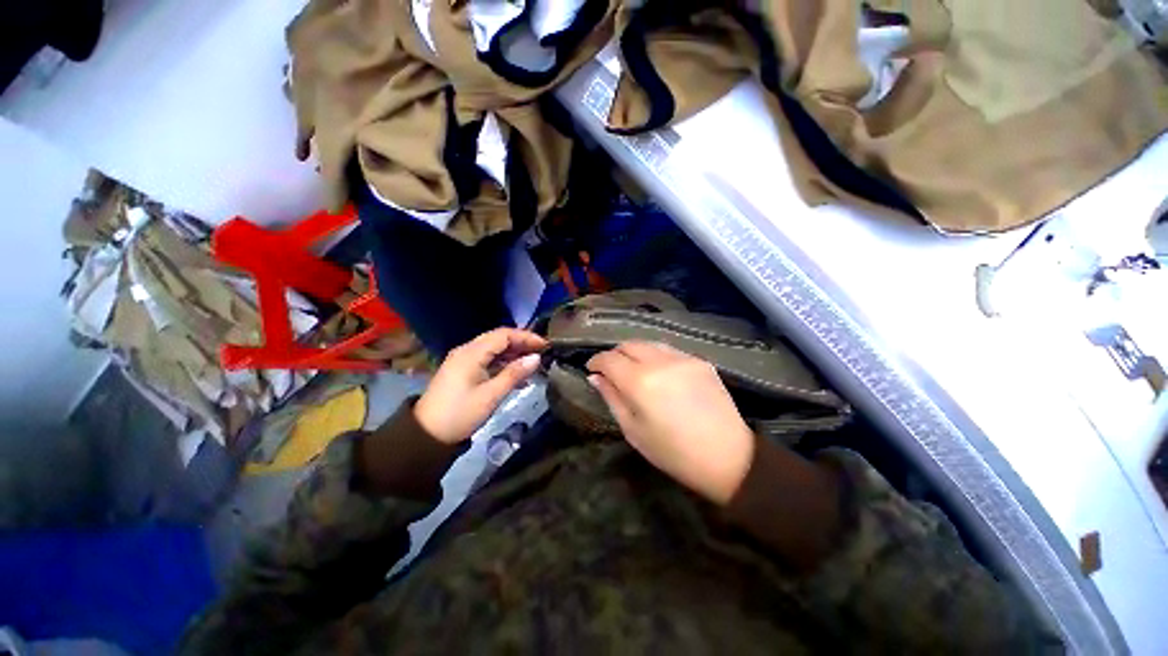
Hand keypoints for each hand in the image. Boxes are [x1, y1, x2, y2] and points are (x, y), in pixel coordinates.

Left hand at [415, 328, 546, 443]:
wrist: (426, 435)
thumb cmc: (460, 414)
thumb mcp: (491, 395)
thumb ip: (514, 374)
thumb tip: (536, 358)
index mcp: (471, 353)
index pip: (504, 335)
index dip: (526, 337)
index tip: (545, 345)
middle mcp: (466, 350)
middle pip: (498, 339)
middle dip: (521, 343)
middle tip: (542, 352)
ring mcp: (463, 360)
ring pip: (493, 349)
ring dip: (513, 354)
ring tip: (533, 363)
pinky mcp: (462, 371)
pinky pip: (487, 360)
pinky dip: (503, 364)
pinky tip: (517, 375)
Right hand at [587, 342, 754, 505]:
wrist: (728, 457)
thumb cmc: (673, 452)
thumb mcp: (633, 430)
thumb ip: (612, 398)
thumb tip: (595, 377)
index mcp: (640, 381)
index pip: (609, 358)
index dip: (596, 361)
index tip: (591, 369)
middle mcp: (660, 361)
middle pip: (629, 344)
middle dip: (615, 354)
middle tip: (612, 371)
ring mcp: (683, 358)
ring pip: (649, 343)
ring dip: (636, 353)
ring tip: (634, 370)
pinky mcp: (700, 360)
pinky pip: (669, 350)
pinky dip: (656, 356)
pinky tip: (660, 373)